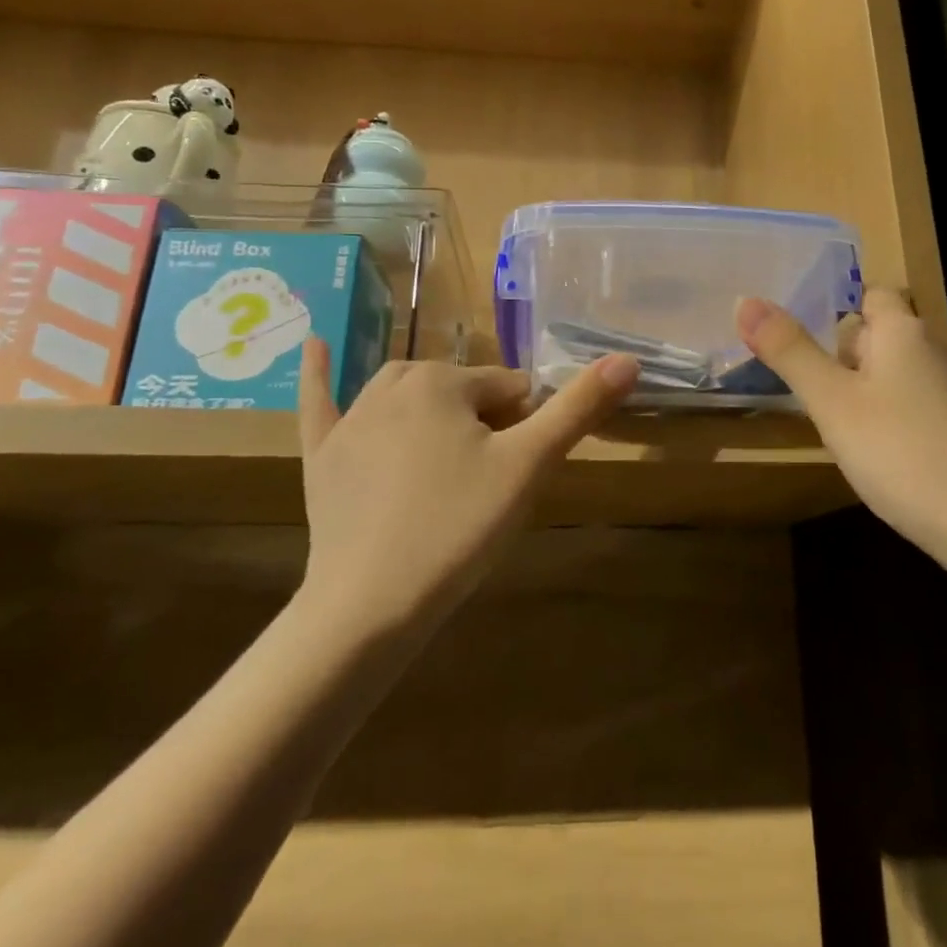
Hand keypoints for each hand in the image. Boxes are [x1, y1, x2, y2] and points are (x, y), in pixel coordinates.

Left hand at [293, 340, 638, 628]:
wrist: (371, 603)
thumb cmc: (458, 527)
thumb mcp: (529, 465)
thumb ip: (578, 408)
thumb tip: (629, 359)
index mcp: (443, 381)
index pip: (509, 388)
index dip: (524, 428)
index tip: (516, 474)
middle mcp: (393, 384)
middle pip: (460, 391)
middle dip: (483, 423)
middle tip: (486, 483)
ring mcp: (351, 418)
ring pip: (407, 394)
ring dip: (433, 411)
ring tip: (449, 459)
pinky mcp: (322, 452)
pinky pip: (320, 400)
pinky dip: (319, 373)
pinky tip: (316, 343)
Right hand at [736, 291, 946, 545]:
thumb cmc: (899, 450)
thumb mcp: (831, 401)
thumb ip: (789, 351)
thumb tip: (745, 300)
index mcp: (904, 331)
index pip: (872, 294)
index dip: (837, 303)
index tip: (799, 328)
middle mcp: (933, 350)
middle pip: (882, 332)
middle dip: (841, 348)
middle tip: (800, 374)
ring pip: (895, 369)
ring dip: (861, 382)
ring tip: (825, 410)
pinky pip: (910, 400)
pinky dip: (884, 410)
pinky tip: (868, 443)